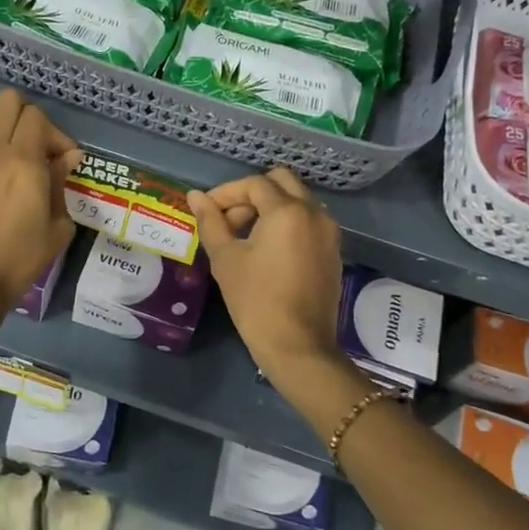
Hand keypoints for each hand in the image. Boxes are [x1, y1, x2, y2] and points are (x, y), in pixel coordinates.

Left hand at [0, 90, 80, 312]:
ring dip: (4, 125)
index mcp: (24, 161)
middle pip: (8, 101)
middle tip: (40, 148)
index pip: (38, 117)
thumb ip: (61, 183)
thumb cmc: (21, 257)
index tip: (65, 161)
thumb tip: (68, 157)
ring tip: (16, 153)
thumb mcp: (57, 225)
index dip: (56, 134)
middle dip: (29, 118)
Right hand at [189, 167, 344, 388]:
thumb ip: (211, 221)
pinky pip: (308, 222)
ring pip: (297, 201)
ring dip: (269, 207)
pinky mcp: (333, 251)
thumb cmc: (256, 301)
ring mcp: (329, 233)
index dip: (225, 193)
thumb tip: (195, 196)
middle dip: (251, 194)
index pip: (254, 184)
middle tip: (229, 220)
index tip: (207, 211)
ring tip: (243, 237)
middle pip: (281, 183)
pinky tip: (266, 251)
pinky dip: (286, 223)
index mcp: (288, 211)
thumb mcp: (226, 259)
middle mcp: (315, 213)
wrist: (298, 346)